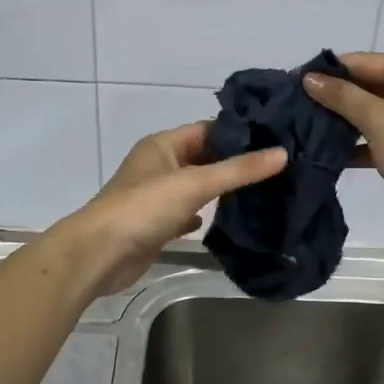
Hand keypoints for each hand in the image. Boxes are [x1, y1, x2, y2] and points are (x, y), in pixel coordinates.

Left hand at [57, 122, 286, 295]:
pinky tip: (227, 219)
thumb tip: (282, 154)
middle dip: (234, 162)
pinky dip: (204, 213)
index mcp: (163, 145)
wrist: (101, 254)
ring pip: (196, 186)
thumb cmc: (145, 208)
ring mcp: (155, 196)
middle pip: (204, 157)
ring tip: (264, 190)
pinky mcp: (155, 224)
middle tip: (277, 166)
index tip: (276, 138)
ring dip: (221, 189)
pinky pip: (186, 212)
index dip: (239, 133)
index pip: (208, 129)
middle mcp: (158, 165)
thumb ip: (239, 170)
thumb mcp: (196, 183)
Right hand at [303, 52, 383, 240]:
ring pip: (373, 114)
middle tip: (295, 107)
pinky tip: (329, 153)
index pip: (364, 62)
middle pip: (369, 86)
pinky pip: (380, 138)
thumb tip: (308, 78)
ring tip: (305, 128)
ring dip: (343, 122)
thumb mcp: (378, 119)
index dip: (329, 71)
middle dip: (334, 98)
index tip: (293, 81)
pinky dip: (358, 144)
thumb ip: (341, 97)